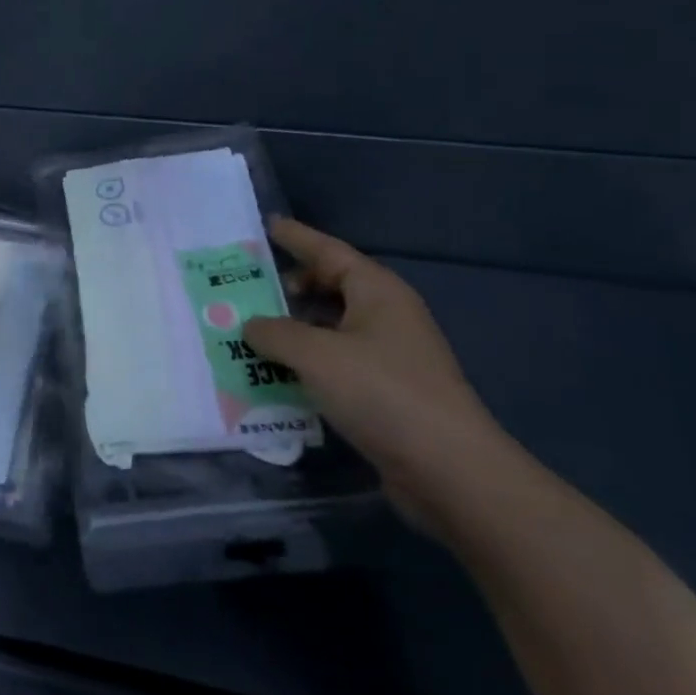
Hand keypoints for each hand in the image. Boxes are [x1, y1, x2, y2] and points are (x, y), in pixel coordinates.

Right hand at [243, 218, 514, 525]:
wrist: (448, 469)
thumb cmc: (381, 393)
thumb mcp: (316, 356)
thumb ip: (274, 333)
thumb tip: (250, 325)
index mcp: (377, 292)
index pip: (329, 251)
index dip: (297, 238)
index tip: (267, 225)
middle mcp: (385, 316)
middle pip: (330, 287)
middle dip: (290, 286)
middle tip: (247, 289)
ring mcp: (388, 355)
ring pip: (330, 328)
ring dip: (293, 329)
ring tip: (250, 334)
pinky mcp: (384, 392)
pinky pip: (335, 363)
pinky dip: (306, 363)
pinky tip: (276, 375)